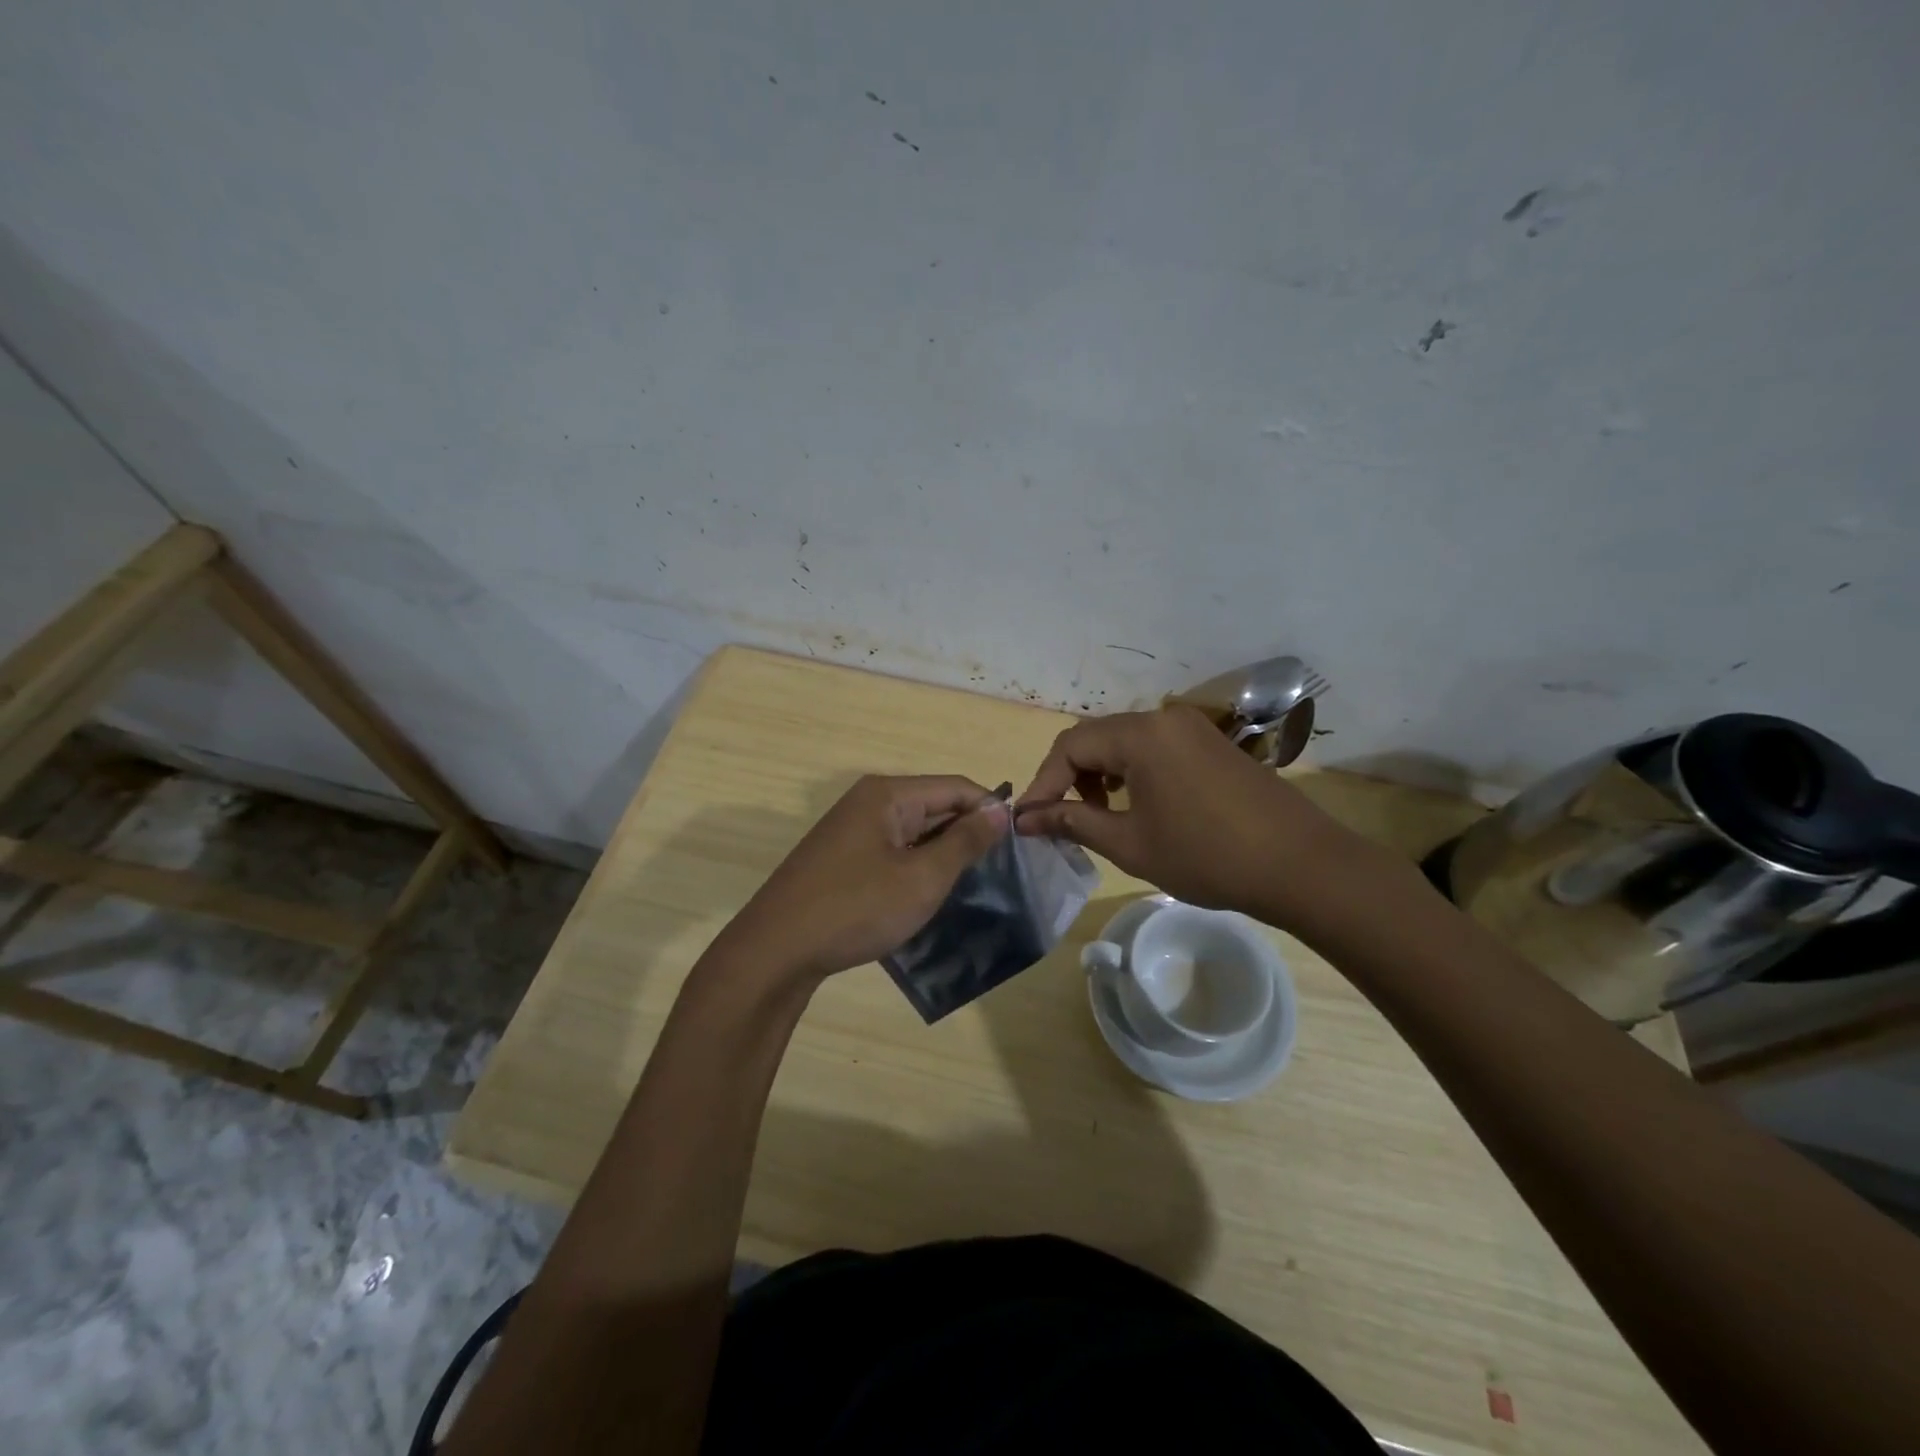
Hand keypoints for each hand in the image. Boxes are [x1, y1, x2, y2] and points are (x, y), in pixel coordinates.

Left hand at [720, 775, 1009, 983]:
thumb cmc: (856, 908)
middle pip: (934, 804)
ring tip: (969, 885)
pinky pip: (892, 849)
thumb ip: (965, 841)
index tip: (1017, 845)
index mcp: (888, 794)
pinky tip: (927, 893)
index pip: (956, 786)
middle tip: (998, 872)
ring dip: (942, 853)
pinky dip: (915, 865)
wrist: (776, 950)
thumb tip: (1000, 811)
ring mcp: (851, 829)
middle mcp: (868, 800)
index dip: (990, 810)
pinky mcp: (841, 856)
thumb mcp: (922, 878)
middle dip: (966, 833)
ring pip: (914, 830)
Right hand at [1016, 706, 1377, 926]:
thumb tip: (1026, 818)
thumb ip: (1073, 823)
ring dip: (1100, 774)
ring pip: (1124, 742)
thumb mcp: (1129, 843)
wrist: (1300, 865)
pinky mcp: (1211, 744)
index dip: (1043, 784)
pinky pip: (1154, 748)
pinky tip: (1136, 805)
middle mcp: (1163, 719)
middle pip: (1095, 738)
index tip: (1029, 821)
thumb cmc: (1206, 856)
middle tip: (1059, 819)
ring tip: (1098, 816)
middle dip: (1069, 778)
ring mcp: (1191, 728)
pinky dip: (1131, 771)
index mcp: (1140, 735)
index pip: (1070, 747)